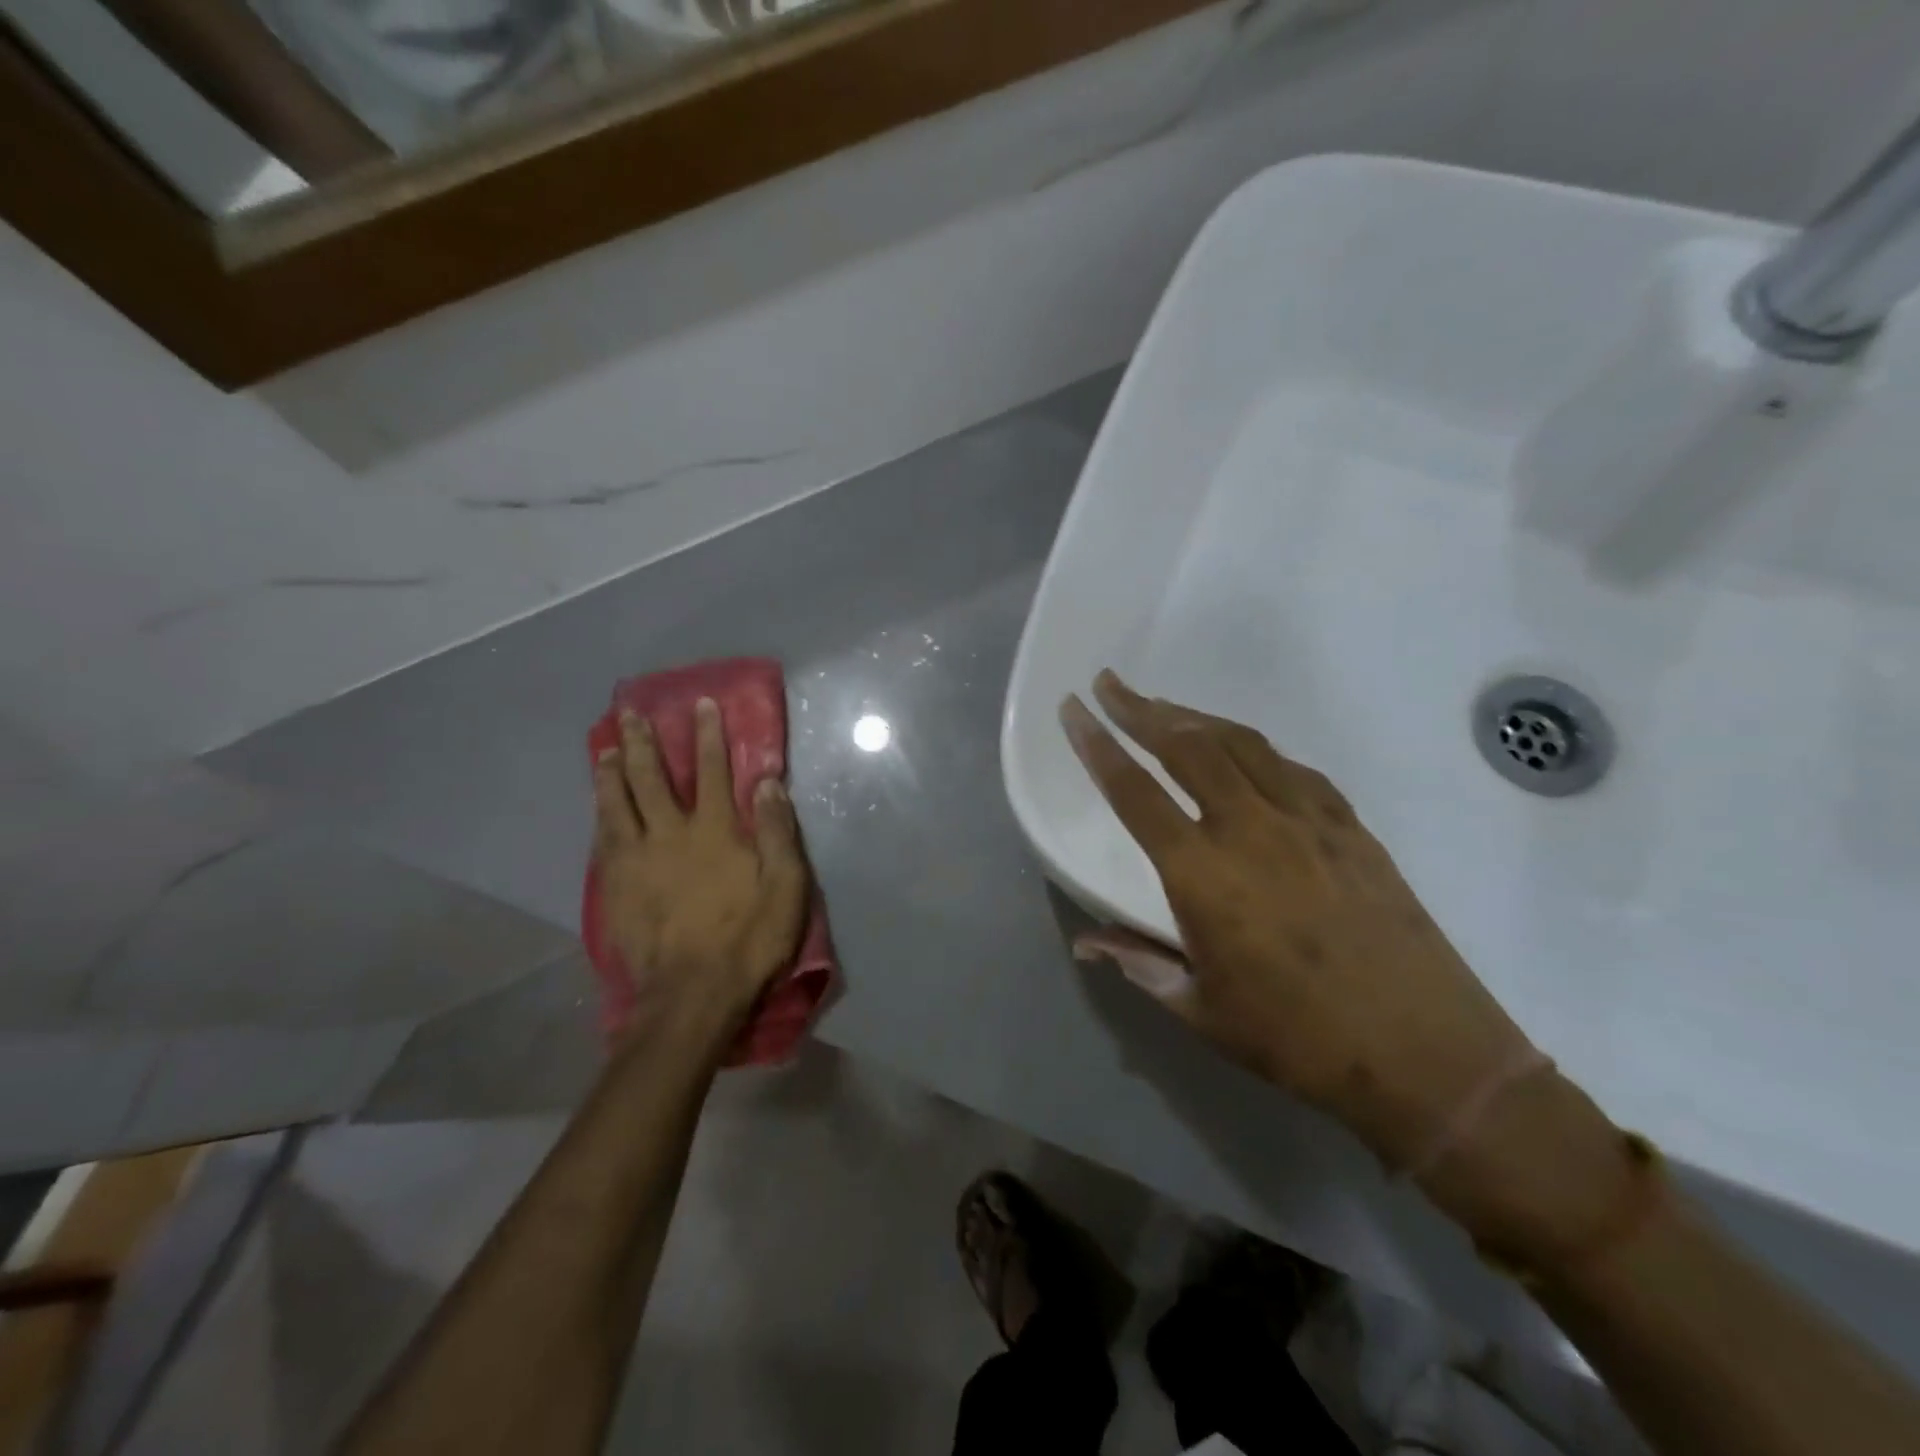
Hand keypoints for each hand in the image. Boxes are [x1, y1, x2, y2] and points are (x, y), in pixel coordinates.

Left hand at [592, 697, 808, 1036]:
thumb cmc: (748, 938)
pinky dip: (600, 813)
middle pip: (653, 779)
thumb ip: (776, 832)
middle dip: (645, 742)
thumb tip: (767, 783)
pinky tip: (598, 804)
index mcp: (714, 831)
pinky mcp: (615, 886)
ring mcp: (636, 860)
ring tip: (606, 748)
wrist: (692, 993)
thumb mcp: (785, 886)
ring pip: (618, 803)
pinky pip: (603, 838)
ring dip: (612, 771)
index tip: (700, 705)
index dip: (707, 736)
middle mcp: (670, 834)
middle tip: (630, 712)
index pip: (711, 771)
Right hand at [1061, 672, 1538, 1169]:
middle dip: (1140, 709)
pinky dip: (1254, 749)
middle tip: (1109, 683)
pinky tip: (1243, 751)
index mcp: (1202, 875)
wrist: (1427, 1054)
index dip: (1097, 746)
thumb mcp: (1201, 1011)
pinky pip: (1292, 768)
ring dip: (1195, 716)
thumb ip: (1139, 963)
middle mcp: (1250, 830)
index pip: (1134, 793)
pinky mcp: (1350, 827)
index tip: (1073, 709)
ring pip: (1241, 744)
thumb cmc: (1297, 1039)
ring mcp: (1307, 821)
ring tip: (1164, 705)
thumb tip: (1086, 943)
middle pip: (1186, 747)